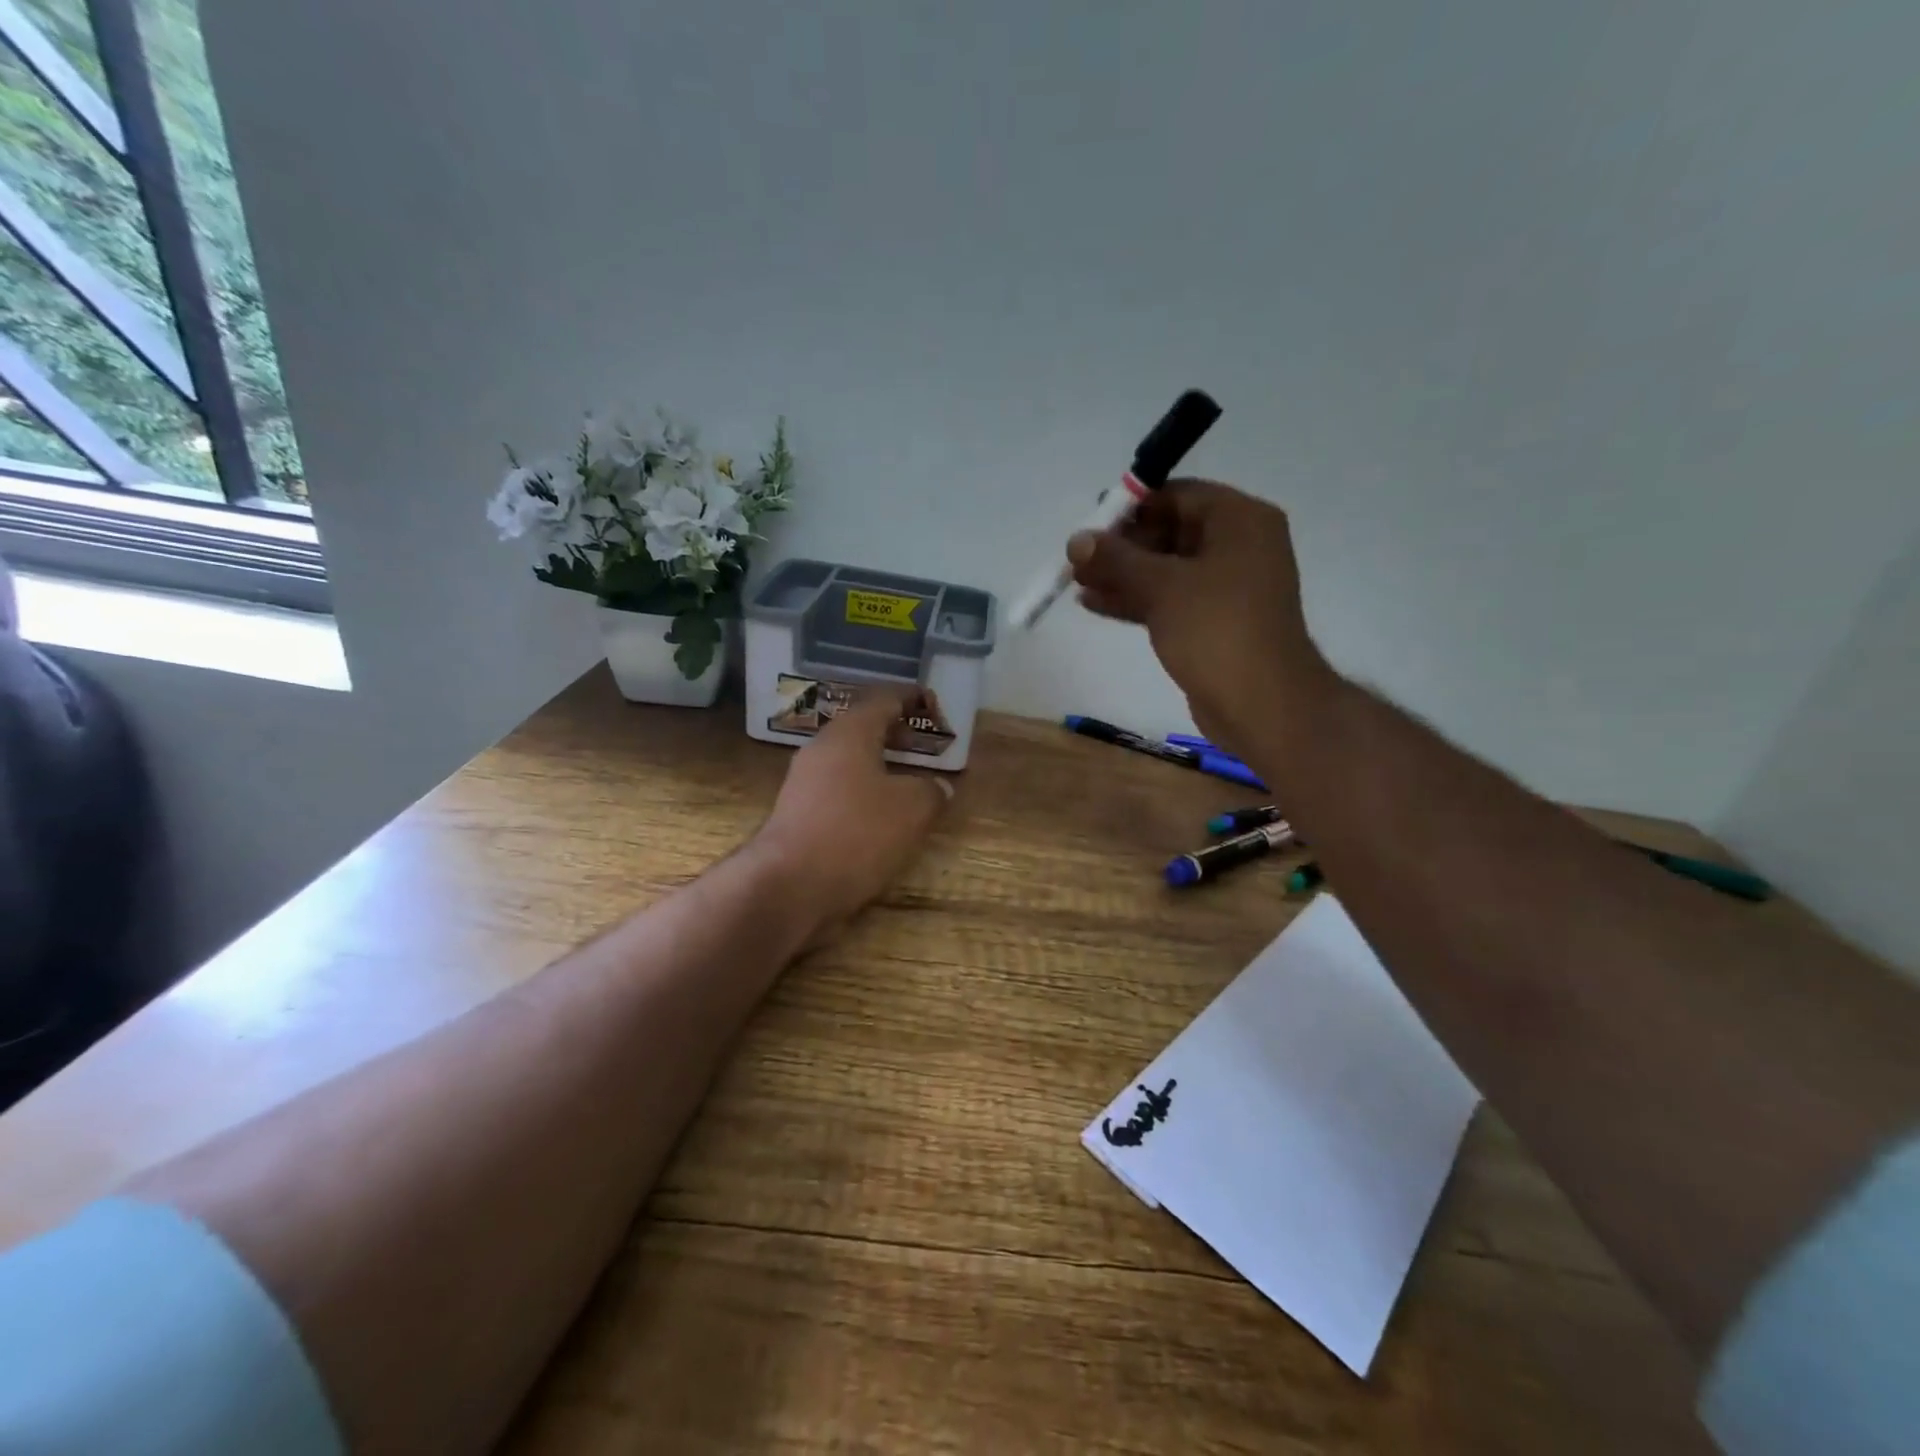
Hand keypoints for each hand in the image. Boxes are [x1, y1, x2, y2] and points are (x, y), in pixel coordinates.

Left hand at [754, 687, 950, 941]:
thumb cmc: (856, 834)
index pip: (883, 699)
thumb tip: (938, 787)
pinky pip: (838, 789)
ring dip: (879, 764)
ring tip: (909, 780)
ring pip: (849, 760)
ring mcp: (804, 782)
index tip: (933, 703)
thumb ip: (931, 791)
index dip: (911, 698)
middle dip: (895, 732)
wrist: (788, 886)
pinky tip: (881, 813)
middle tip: (924, 743)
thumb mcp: (912, 809)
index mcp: (850, 733)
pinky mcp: (797, 814)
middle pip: (862, 728)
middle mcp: (822, 749)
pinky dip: (864, 791)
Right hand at [1067, 480, 1335, 758]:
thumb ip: (1116, 559)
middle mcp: (1238, 545)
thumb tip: (1077, 539)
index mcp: (1240, 521)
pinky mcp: (1214, 621)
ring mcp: (1227, 586)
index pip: (1179, 496)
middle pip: (1170, 531)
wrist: (1261, 703)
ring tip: (1075, 581)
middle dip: (1121, 546)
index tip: (1091, 522)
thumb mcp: (1162, 586)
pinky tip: (1094, 603)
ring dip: (1122, 574)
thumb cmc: (1217, 629)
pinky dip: (1136, 599)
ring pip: (1166, 569)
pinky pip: (1170, 598)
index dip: (1132, 506)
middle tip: (1078, 558)